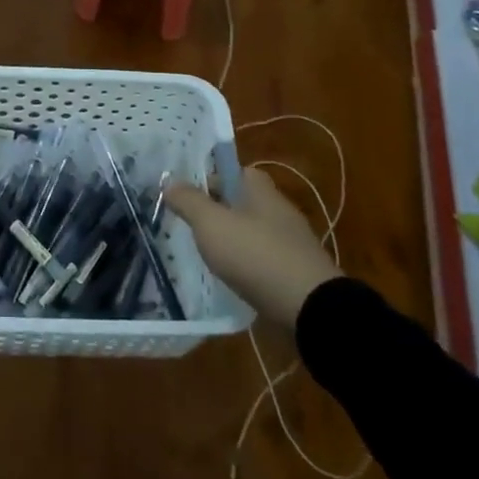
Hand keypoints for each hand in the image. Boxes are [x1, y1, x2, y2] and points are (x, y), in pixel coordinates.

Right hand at [165, 168, 338, 327]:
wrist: (309, 308)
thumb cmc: (255, 254)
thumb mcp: (211, 224)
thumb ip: (188, 200)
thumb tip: (169, 181)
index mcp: (260, 189)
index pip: (233, 170)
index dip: (209, 178)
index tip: (187, 197)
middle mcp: (278, 209)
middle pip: (241, 202)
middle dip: (217, 212)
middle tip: (190, 227)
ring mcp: (290, 242)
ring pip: (252, 232)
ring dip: (231, 241)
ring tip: (205, 255)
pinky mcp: (295, 271)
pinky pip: (263, 260)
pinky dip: (246, 266)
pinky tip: (231, 279)